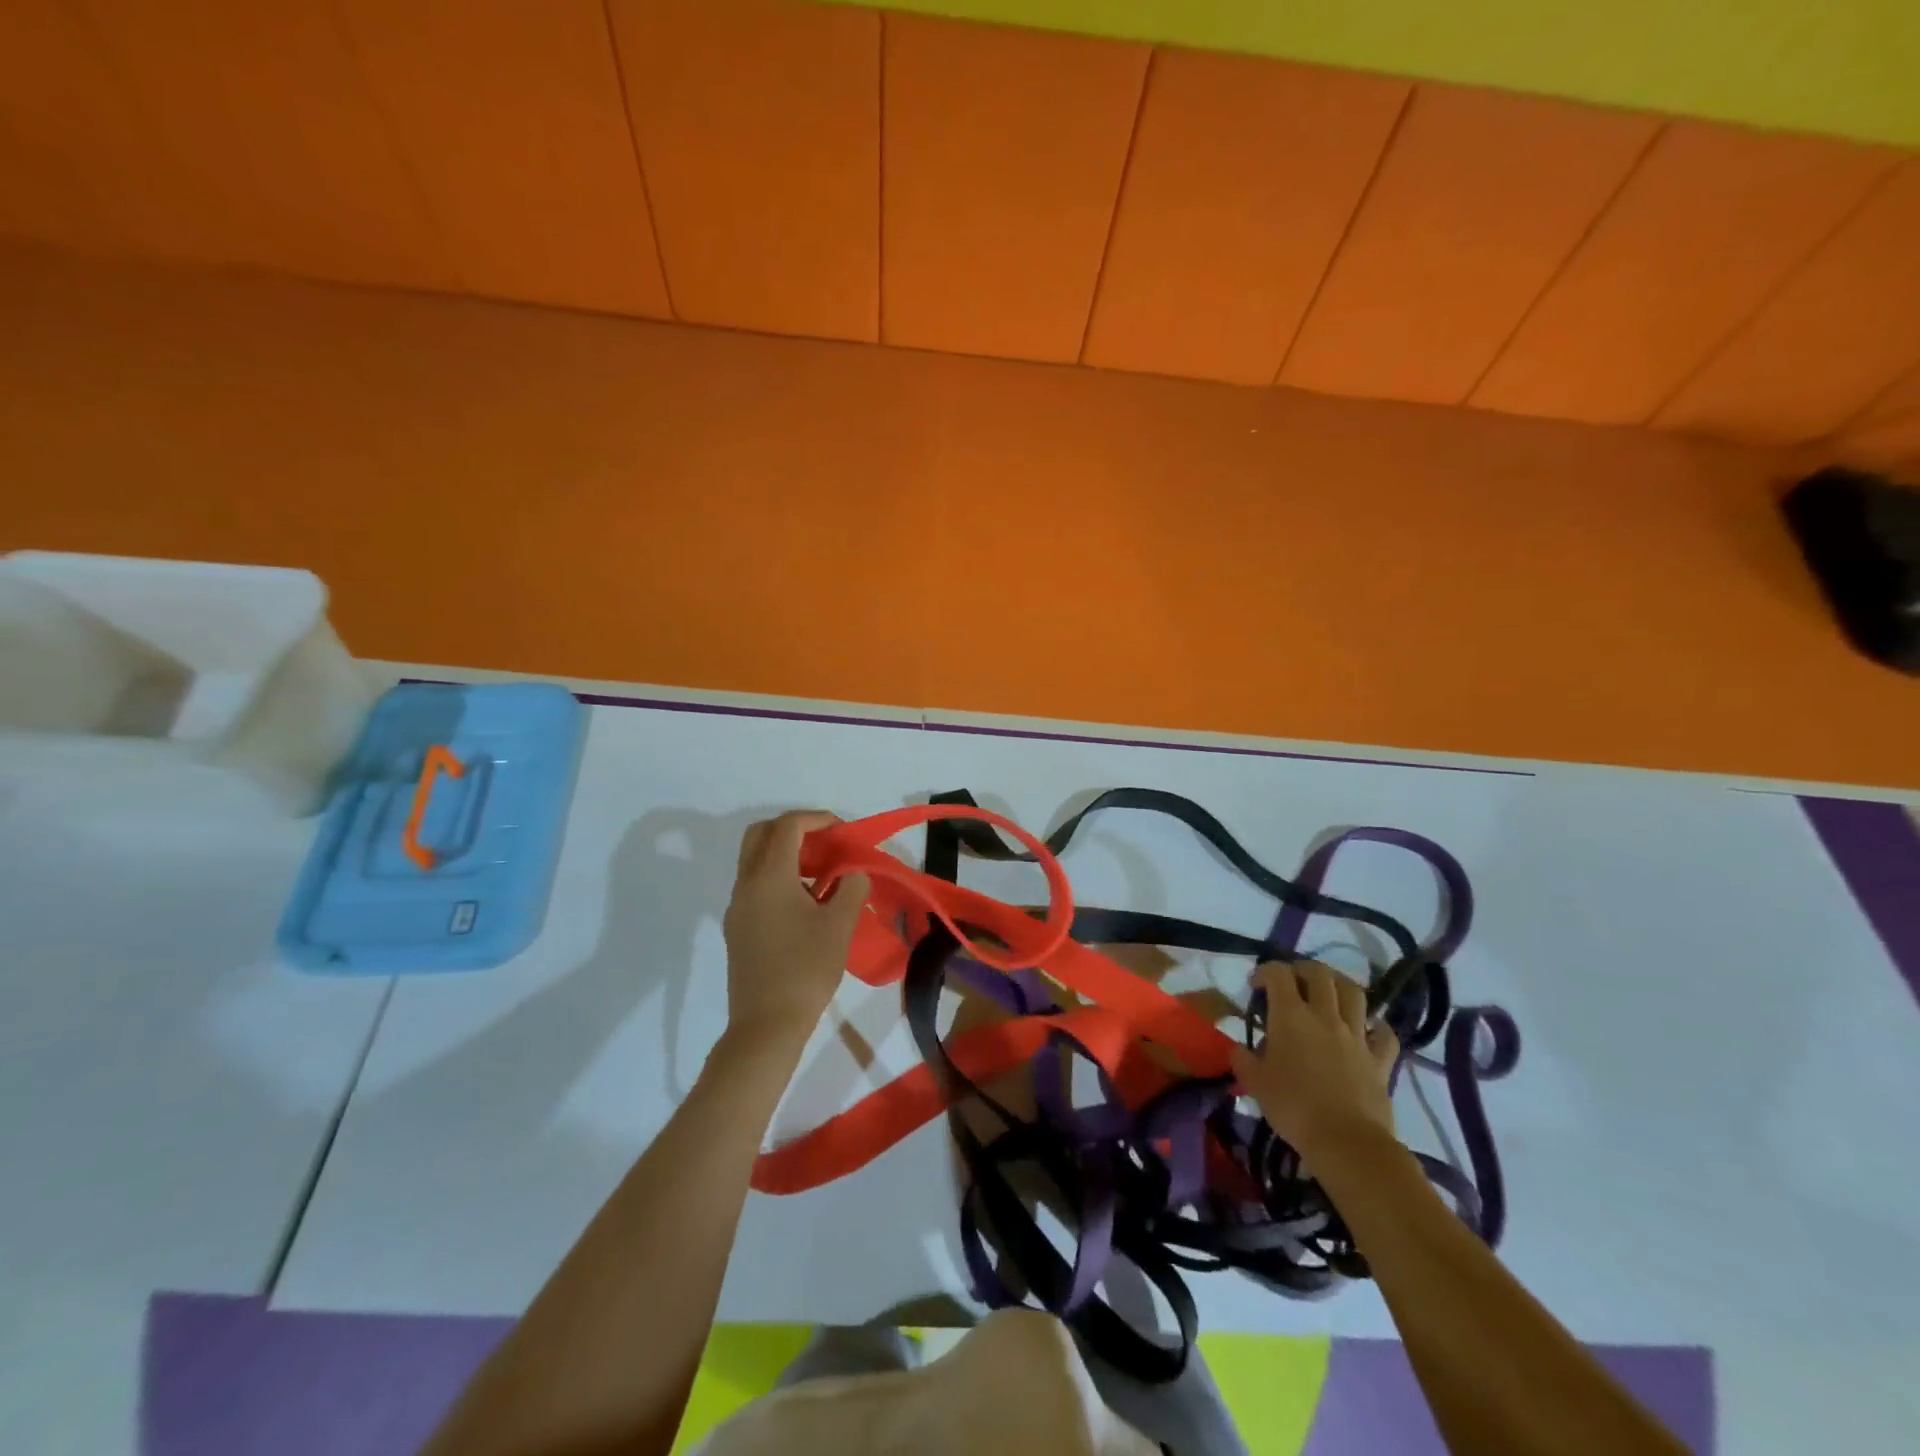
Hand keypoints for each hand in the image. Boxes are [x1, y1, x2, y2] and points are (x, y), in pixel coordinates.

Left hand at [721, 811, 870, 1044]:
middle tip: (825, 845)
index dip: (816, 819)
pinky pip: (755, 885)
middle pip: (761, 835)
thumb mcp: (839, 926)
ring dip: (786, 855)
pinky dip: (779, 878)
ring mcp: (737, 907)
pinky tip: (807, 904)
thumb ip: (851, 888)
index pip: (787, 826)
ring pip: (755, 861)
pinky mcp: (738, 928)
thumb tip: (853, 873)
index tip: (842, 831)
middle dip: (794, 829)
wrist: (766, 1026)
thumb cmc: (806, 970)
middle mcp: (746, 884)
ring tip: (824, 876)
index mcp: (768, 877)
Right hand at [1231, 961, 1399, 1166]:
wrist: (1346, 1142)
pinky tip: (1366, 1029)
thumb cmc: (1293, 1108)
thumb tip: (1238, 1048)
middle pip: (1319, 973)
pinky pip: (1383, 1033)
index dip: (1265, 971)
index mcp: (1290, 1015)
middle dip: (1302, 969)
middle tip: (1292, 982)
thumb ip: (1243, 1059)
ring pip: (1354, 992)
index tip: (1255, 985)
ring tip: (1329, 993)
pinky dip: (1375, 1026)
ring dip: (1339, 985)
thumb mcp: (1254, 1083)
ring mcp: (1356, 1036)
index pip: (1278, 973)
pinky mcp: (1380, 1060)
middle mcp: (1325, 1015)